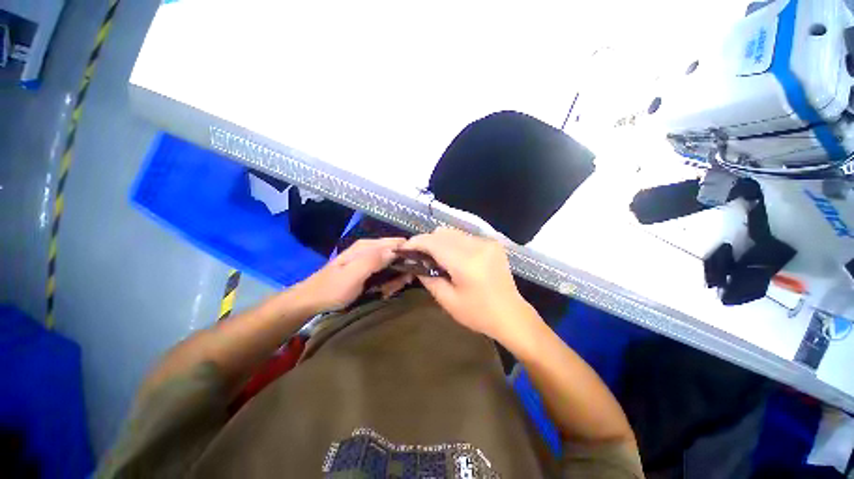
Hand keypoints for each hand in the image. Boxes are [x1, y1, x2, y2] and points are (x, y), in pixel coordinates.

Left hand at [297, 237, 406, 311]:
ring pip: (393, 264)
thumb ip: (373, 260)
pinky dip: (388, 281)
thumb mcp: (353, 275)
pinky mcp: (368, 268)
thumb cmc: (332, 288)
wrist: (312, 300)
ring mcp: (369, 258)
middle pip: (397, 254)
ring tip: (387, 291)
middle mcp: (371, 248)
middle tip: (395, 287)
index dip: (407, 257)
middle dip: (401, 270)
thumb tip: (396, 251)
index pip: (398, 243)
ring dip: (395, 278)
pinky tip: (383, 291)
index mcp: (368, 246)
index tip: (408, 274)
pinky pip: (386, 271)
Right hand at [401, 228, 536, 343]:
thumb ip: (428, 278)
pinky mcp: (492, 243)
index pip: (434, 242)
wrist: (510, 314)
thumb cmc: (478, 313)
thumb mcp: (447, 301)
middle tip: (420, 256)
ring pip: (453, 232)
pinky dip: (454, 243)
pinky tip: (454, 258)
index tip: (404, 248)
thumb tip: (416, 263)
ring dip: (440, 241)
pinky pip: (465, 236)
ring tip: (437, 258)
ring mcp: (487, 242)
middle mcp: (477, 246)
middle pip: (442, 233)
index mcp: (466, 263)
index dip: (416, 242)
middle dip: (427, 242)